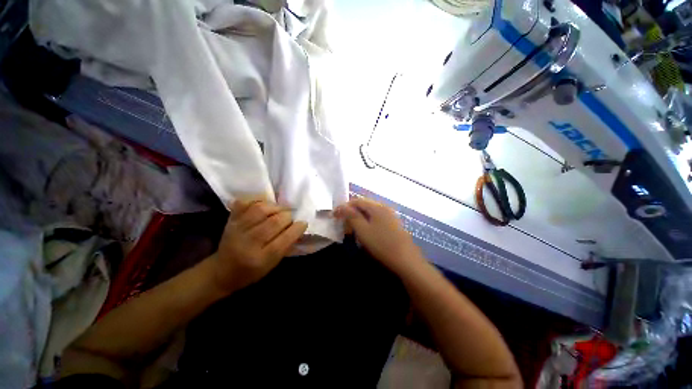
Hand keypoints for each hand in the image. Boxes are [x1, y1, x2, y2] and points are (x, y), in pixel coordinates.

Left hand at [208, 200, 307, 293]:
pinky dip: (258, 201)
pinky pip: (245, 203)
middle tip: (290, 218)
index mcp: (261, 259)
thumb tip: (299, 227)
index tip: (303, 223)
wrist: (222, 271)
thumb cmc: (251, 271)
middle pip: (274, 222)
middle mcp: (248, 243)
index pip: (284, 240)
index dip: (297, 229)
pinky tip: (265, 205)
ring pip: (261, 209)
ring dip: (276, 207)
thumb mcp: (272, 264)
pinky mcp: (231, 220)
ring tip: (280, 210)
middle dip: (288, 217)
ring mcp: (237, 229)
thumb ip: (286, 246)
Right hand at [334, 198, 423, 273]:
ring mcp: (390, 215)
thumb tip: (342, 206)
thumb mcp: (363, 230)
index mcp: (377, 207)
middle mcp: (384, 207)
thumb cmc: (381, 244)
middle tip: (342, 222)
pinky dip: (367, 221)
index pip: (357, 201)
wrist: (406, 260)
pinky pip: (376, 218)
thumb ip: (352, 216)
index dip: (344, 206)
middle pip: (364, 205)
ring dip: (359, 217)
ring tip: (352, 227)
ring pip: (370, 212)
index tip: (335, 215)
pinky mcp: (393, 224)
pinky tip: (365, 231)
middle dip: (351, 212)